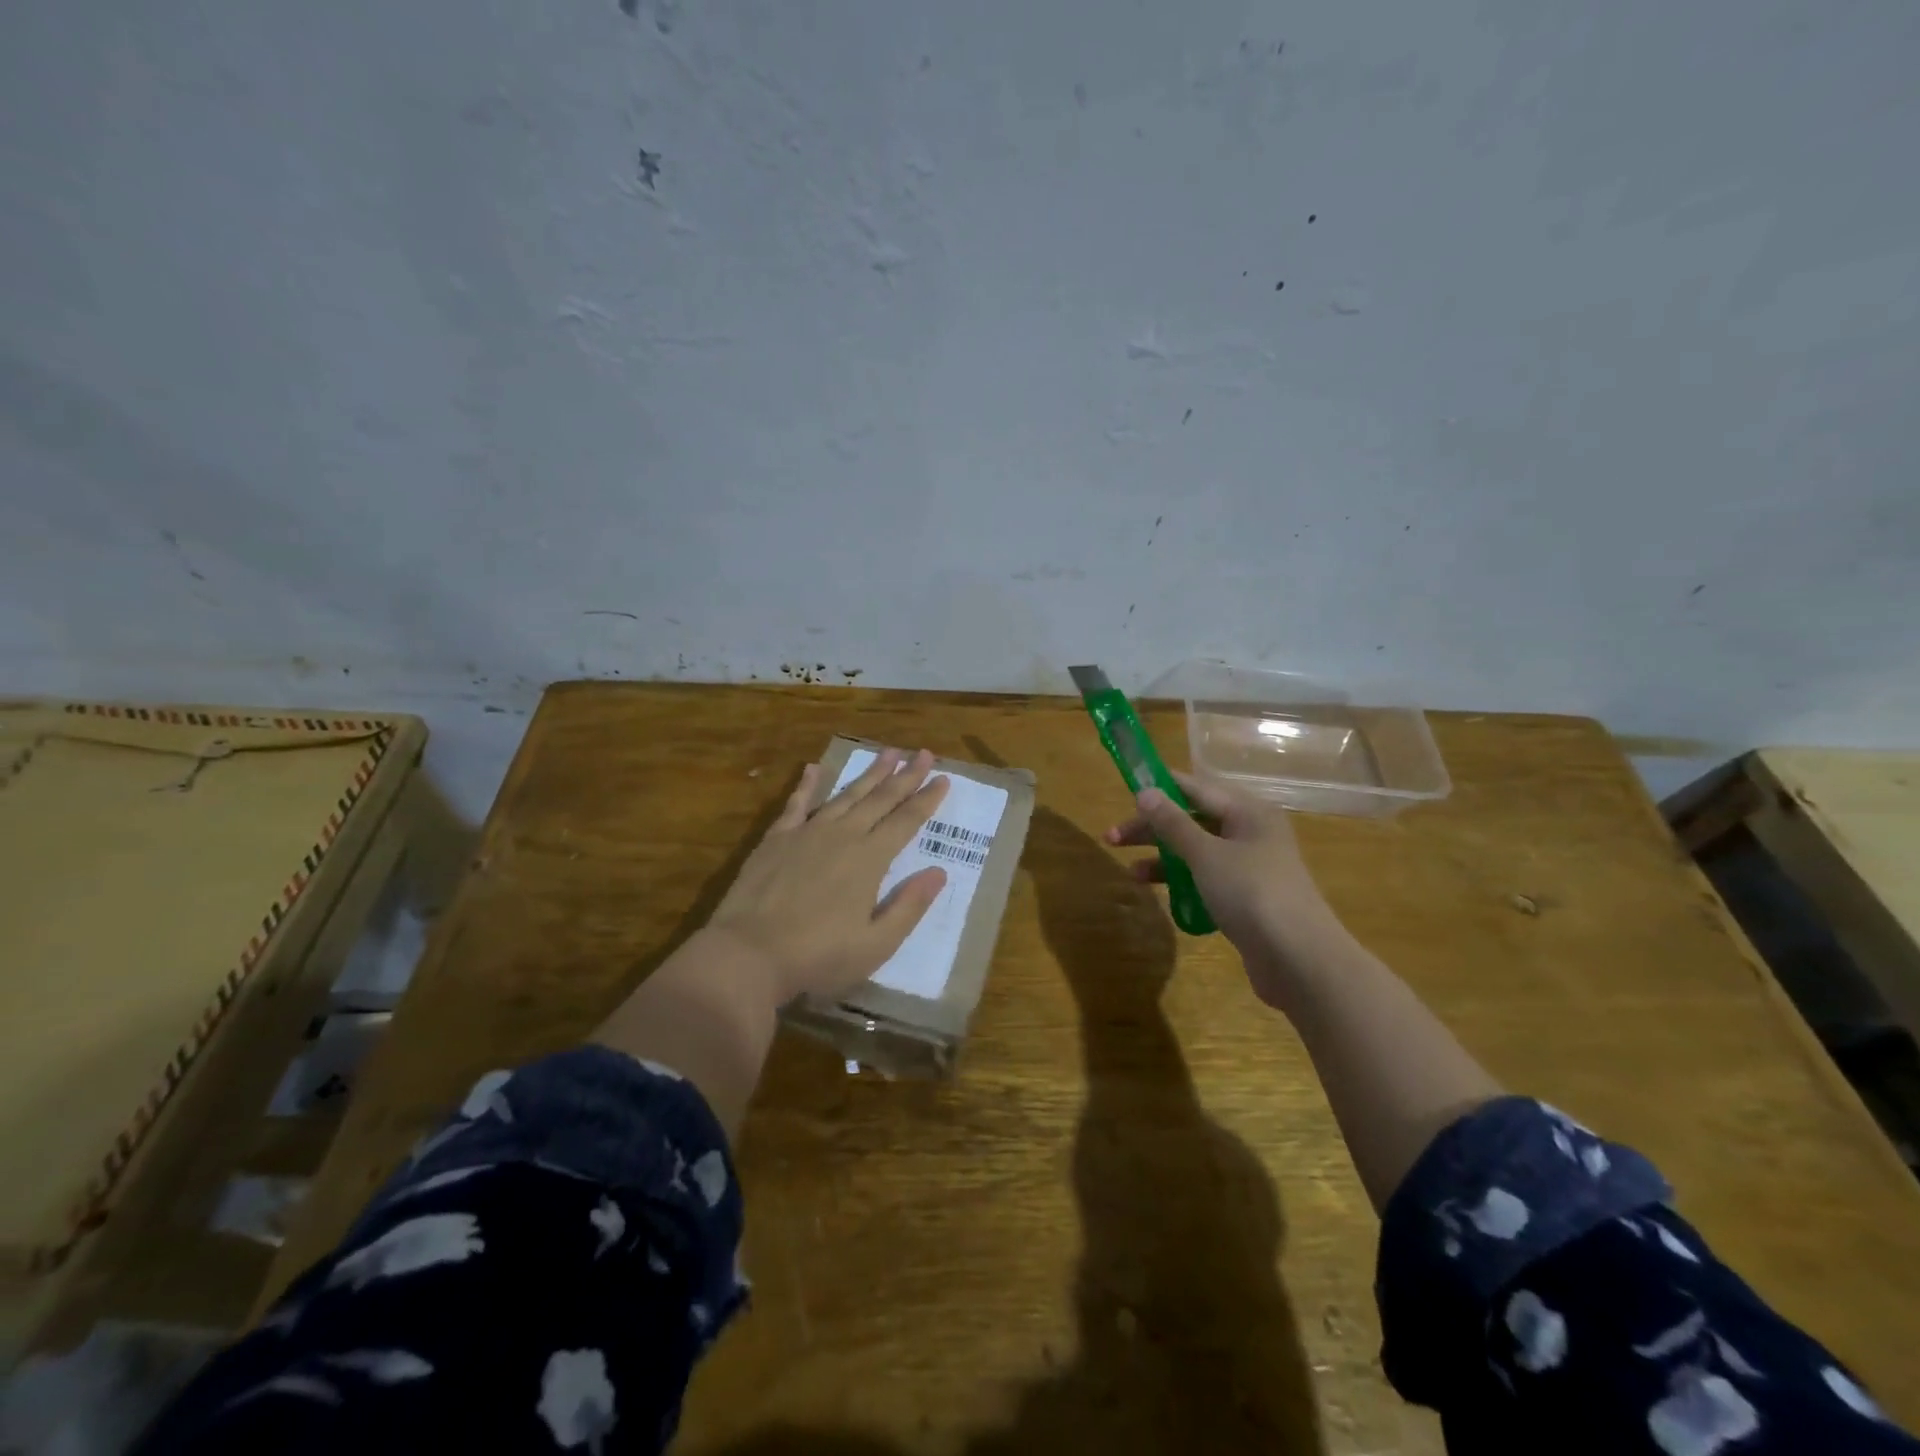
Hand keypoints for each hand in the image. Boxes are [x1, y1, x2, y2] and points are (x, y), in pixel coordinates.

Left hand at [706, 748, 949, 1005]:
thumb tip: (938, 872)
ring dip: (869, 773)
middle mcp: (842, 836)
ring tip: (888, 753)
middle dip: (905, 776)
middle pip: (880, 799)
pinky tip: (813, 767)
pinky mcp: (776, 839)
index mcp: (869, 859)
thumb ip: (909, 906)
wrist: (748, 954)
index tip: (944, 778)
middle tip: (924, 753)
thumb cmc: (818, 957)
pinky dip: (807, 784)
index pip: (906, 821)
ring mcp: (807, 833)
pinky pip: (796, 803)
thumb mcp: (876, 945)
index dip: (926, 799)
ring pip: (845, 795)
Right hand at [1107, 772, 1348, 1004]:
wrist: (1300, 960)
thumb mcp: (1206, 854)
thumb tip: (1145, 792)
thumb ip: (1173, 823)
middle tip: (1112, 838)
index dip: (1160, 788)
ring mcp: (1252, 867)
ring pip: (1198, 851)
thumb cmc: (1251, 893)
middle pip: (1193, 820)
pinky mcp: (1248, 898)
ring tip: (1132, 874)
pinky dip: (1183, 881)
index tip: (1125, 791)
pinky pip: (1207, 878)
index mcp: (1248, 812)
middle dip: (1153, 828)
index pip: (1196, 788)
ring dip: (1164, 858)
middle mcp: (1252, 833)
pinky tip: (1161, 894)